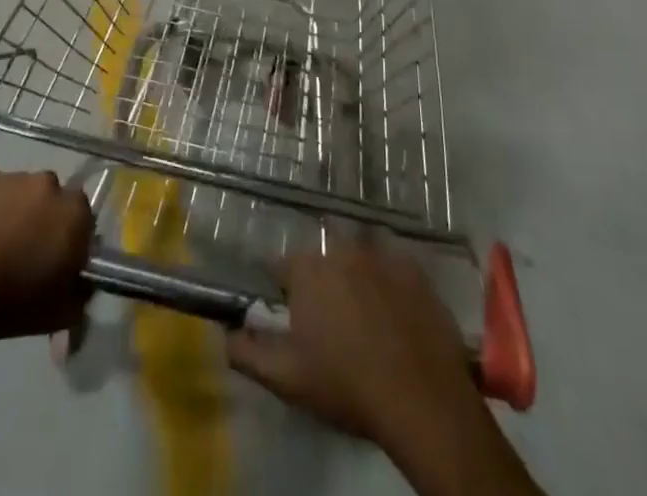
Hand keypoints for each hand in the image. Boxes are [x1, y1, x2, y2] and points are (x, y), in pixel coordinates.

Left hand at [0, 169, 94, 343]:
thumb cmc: (9, 304)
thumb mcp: (58, 315)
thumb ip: (80, 295)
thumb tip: (83, 285)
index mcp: (73, 213)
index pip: (82, 219)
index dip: (70, 239)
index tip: (56, 262)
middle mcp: (48, 184)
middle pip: (52, 199)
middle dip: (43, 220)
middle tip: (24, 252)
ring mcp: (12, 177)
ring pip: (21, 192)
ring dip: (15, 211)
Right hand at [226, 244, 485, 448]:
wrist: (421, 398)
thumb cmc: (347, 386)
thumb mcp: (288, 379)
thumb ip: (249, 353)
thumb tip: (225, 334)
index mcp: (308, 269)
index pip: (282, 267)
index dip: (284, 292)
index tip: (293, 318)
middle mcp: (341, 248)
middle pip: (321, 259)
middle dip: (320, 282)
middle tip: (330, 323)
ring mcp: (381, 254)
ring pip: (357, 259)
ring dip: (354, 278)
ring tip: (365, 319)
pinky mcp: (414, 268)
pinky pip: (392, 267)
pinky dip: (388, 284)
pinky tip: (395, 315)